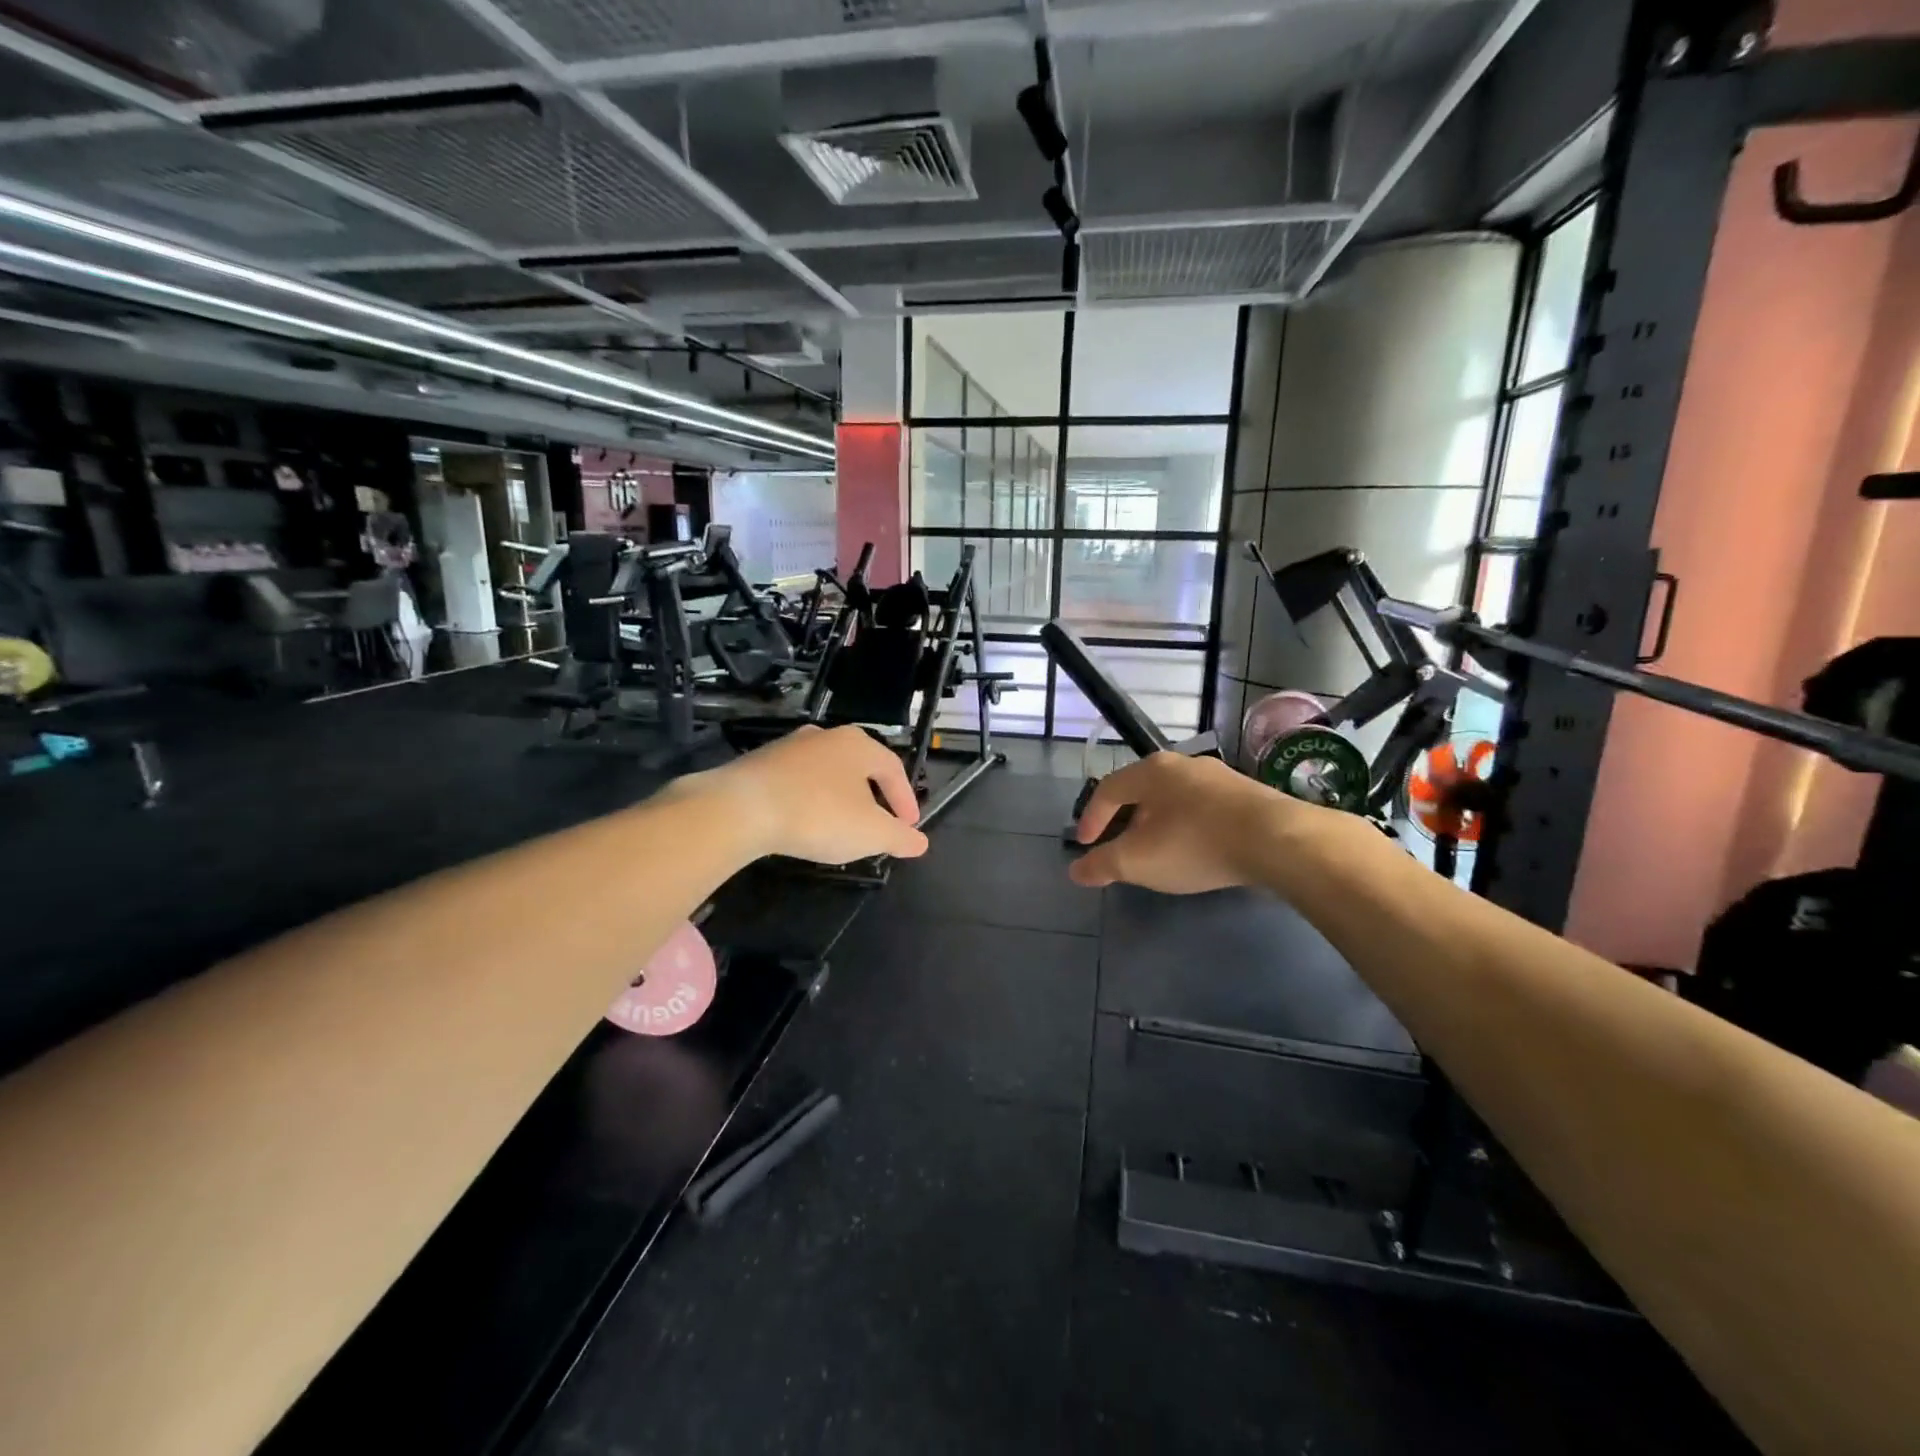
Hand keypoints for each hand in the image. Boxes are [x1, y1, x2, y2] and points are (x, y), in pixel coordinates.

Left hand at [682, 724, 929, 865]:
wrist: (740, 808)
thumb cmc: (818, 815)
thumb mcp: (870, 833)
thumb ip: (899, 837)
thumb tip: (920, 842)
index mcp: (858, 745)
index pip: (894, 769)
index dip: (905, 800)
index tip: (908, 826)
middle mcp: (826, 737)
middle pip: (860, 766)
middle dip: (873, 796)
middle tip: (877, 823)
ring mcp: (790, 747)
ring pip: (827, 772)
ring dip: (839, 797)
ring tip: (840, 825)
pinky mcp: (760, 763)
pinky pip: (797, 781)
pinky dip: (809, 799)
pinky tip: (804, 821)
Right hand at [1070, 752, 1299, 893]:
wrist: (1278, 840)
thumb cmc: (1195, 844)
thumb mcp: (1138, 861)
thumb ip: (1103, 865)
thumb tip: (1076, 871)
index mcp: (1151, 771)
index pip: (1108, 790)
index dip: (1091, 818)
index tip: (1085, 845)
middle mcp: (1183, 763)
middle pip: (1141, 791)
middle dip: (1125, 820)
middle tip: (1119, 847)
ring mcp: (1219, 776)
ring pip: (1174, 798)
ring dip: (1158, 823)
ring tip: (1158, 850)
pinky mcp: (1248, 794)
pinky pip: (1203, 808)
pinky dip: (1188, 826)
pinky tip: (1196, 848)